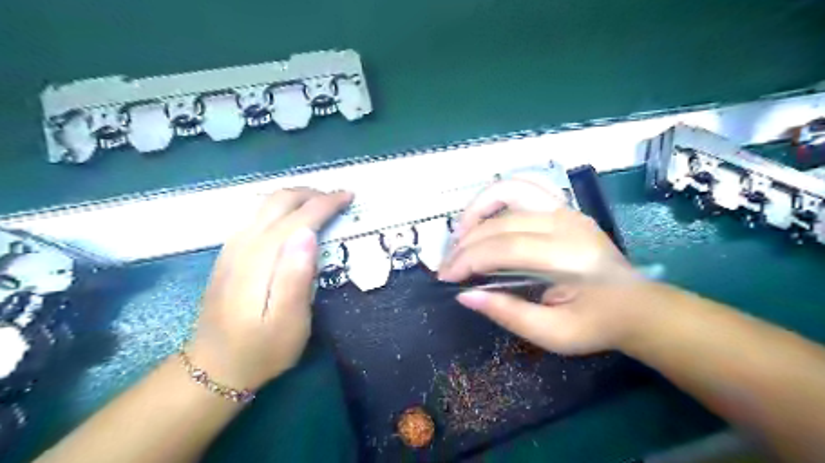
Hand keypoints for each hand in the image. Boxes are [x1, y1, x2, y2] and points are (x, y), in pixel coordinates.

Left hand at [188, 188, 352, 390]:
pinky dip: (281, 207)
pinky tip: (292, 219)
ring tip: (321, 204)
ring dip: (296, 197)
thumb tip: (308, 233)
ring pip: (266, 204)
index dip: (326, 203)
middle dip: (312, 193)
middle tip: (338, 198)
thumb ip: (296, 276)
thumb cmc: (262, 348)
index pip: (298, 217)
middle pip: (278, 201)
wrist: (213, 367)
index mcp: (262, 258)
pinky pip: (257, 215)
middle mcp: (244, 243)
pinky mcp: (229, 253)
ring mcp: (232, 247)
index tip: (349, 197)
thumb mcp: (288, 322)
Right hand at [439, 177, 651, 353]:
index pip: (504, 248)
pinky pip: (524, 188)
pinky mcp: (562, 208)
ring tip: (459, 233)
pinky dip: (497, 196)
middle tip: (447, 266)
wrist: (637, 306)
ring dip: (477, 209)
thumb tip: (464, 295)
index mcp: (568, 257)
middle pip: (501, 223)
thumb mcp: (552, 334)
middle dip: (465, 244)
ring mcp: (565, 210)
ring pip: (510, 191)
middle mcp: (566, 223)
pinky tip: (483, 215)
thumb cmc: (596, 325)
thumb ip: (508, 313)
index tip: (447, 278)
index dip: (469, 260)